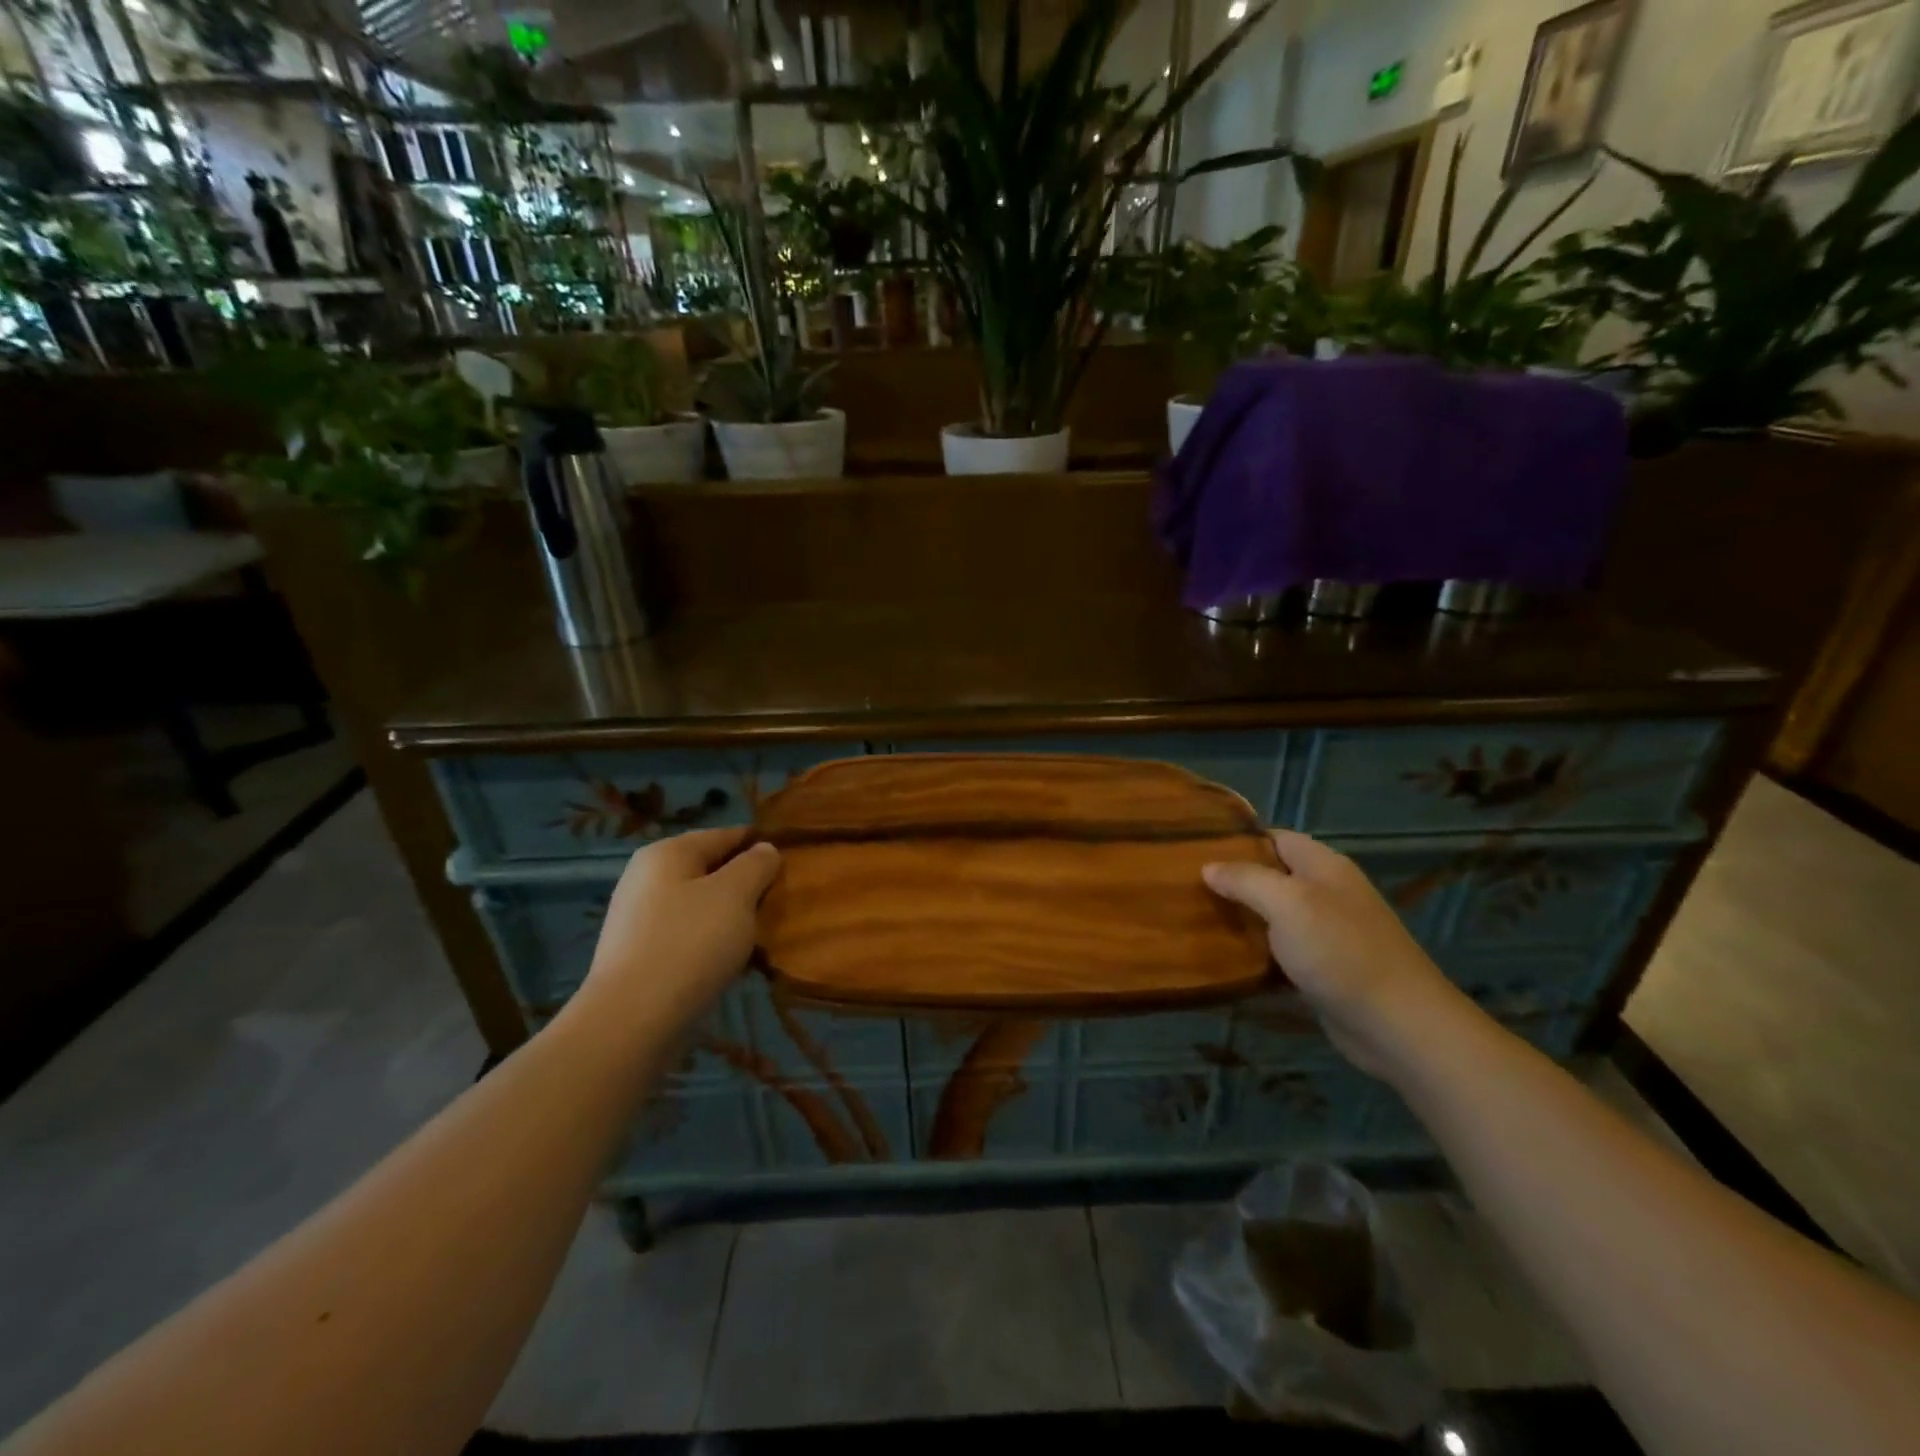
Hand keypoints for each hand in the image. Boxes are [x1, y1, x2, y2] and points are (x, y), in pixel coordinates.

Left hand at [580, 827, 781, 1029]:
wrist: (632, 1020)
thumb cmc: (689, 943)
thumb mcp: (735, 894)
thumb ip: (756, 864)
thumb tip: (764, 849)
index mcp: (668, 853)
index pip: (725, 835)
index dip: (759, 844)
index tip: (791, 860)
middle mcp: (647, 878)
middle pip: (710, 870)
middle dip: (746, 884)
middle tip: (779, 902)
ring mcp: (639, 919)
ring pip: (700, 906)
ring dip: (730, 917)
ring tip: (761, 934)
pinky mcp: (639, 956)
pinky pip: (687, 937)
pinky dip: (711, 943)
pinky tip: (731, 962)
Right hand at [1203, 829, 1468, 1077]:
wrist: (1398, 1025)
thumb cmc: (1341, 951)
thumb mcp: (1288, 903)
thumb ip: (1246, 880)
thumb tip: (1208, 867)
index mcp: (1324, 866)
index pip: (1274, 838)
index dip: (1238, 840)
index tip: (1194, 849)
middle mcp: (1327, 894)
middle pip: (1272, 876)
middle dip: (1233, 881)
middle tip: (1185, 887)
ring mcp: (1327, 933)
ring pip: (1273, 916)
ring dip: (1241, 918)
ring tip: (1195, 919)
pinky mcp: (1323, 970)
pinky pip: (1281, 951)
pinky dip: (1255, 953)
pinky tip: (1224, 959)